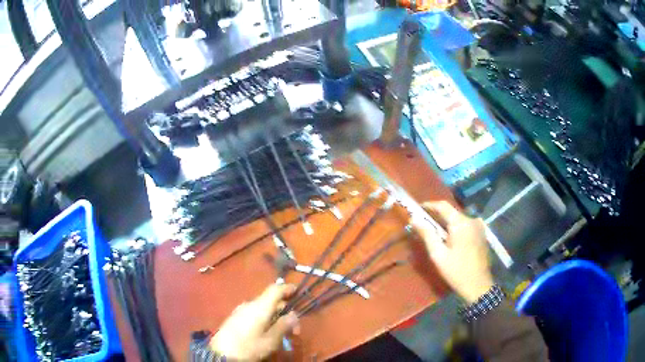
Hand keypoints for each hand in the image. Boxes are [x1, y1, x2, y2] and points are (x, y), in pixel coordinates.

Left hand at [210, 284, 299, 360]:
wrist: (221, 353)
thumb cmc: (248, 346)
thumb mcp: (270, 340)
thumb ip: (283, 326)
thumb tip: (294, 315)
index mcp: (260, 306)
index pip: (275, 289)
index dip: (287, 288)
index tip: (297, 291)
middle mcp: (250, 304)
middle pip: (271, 301)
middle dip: (285, 313)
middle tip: (294, 331)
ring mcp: (240, 310)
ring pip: (263, 308)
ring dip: (275, 318)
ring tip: (281, 334)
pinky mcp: (235, 318)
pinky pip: (254, 313)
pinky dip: (265, 320)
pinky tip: (266, 333)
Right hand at [412, 201, 493, 303]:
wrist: (478, 285)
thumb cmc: (456, 271)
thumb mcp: (438, 254)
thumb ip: (427, 234)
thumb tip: (414, 219)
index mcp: (461, 223)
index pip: (443, 206)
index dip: (429, 205)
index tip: (418, 209)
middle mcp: (471, 220)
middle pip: (451, 212)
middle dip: (437, 216)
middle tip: (424, 224)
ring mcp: (479, 226)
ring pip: (458, 219)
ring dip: (446, 223)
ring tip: (435, 233)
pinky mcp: (482, 234)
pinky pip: (466, 225)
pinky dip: (456, 228)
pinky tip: (449, 239)